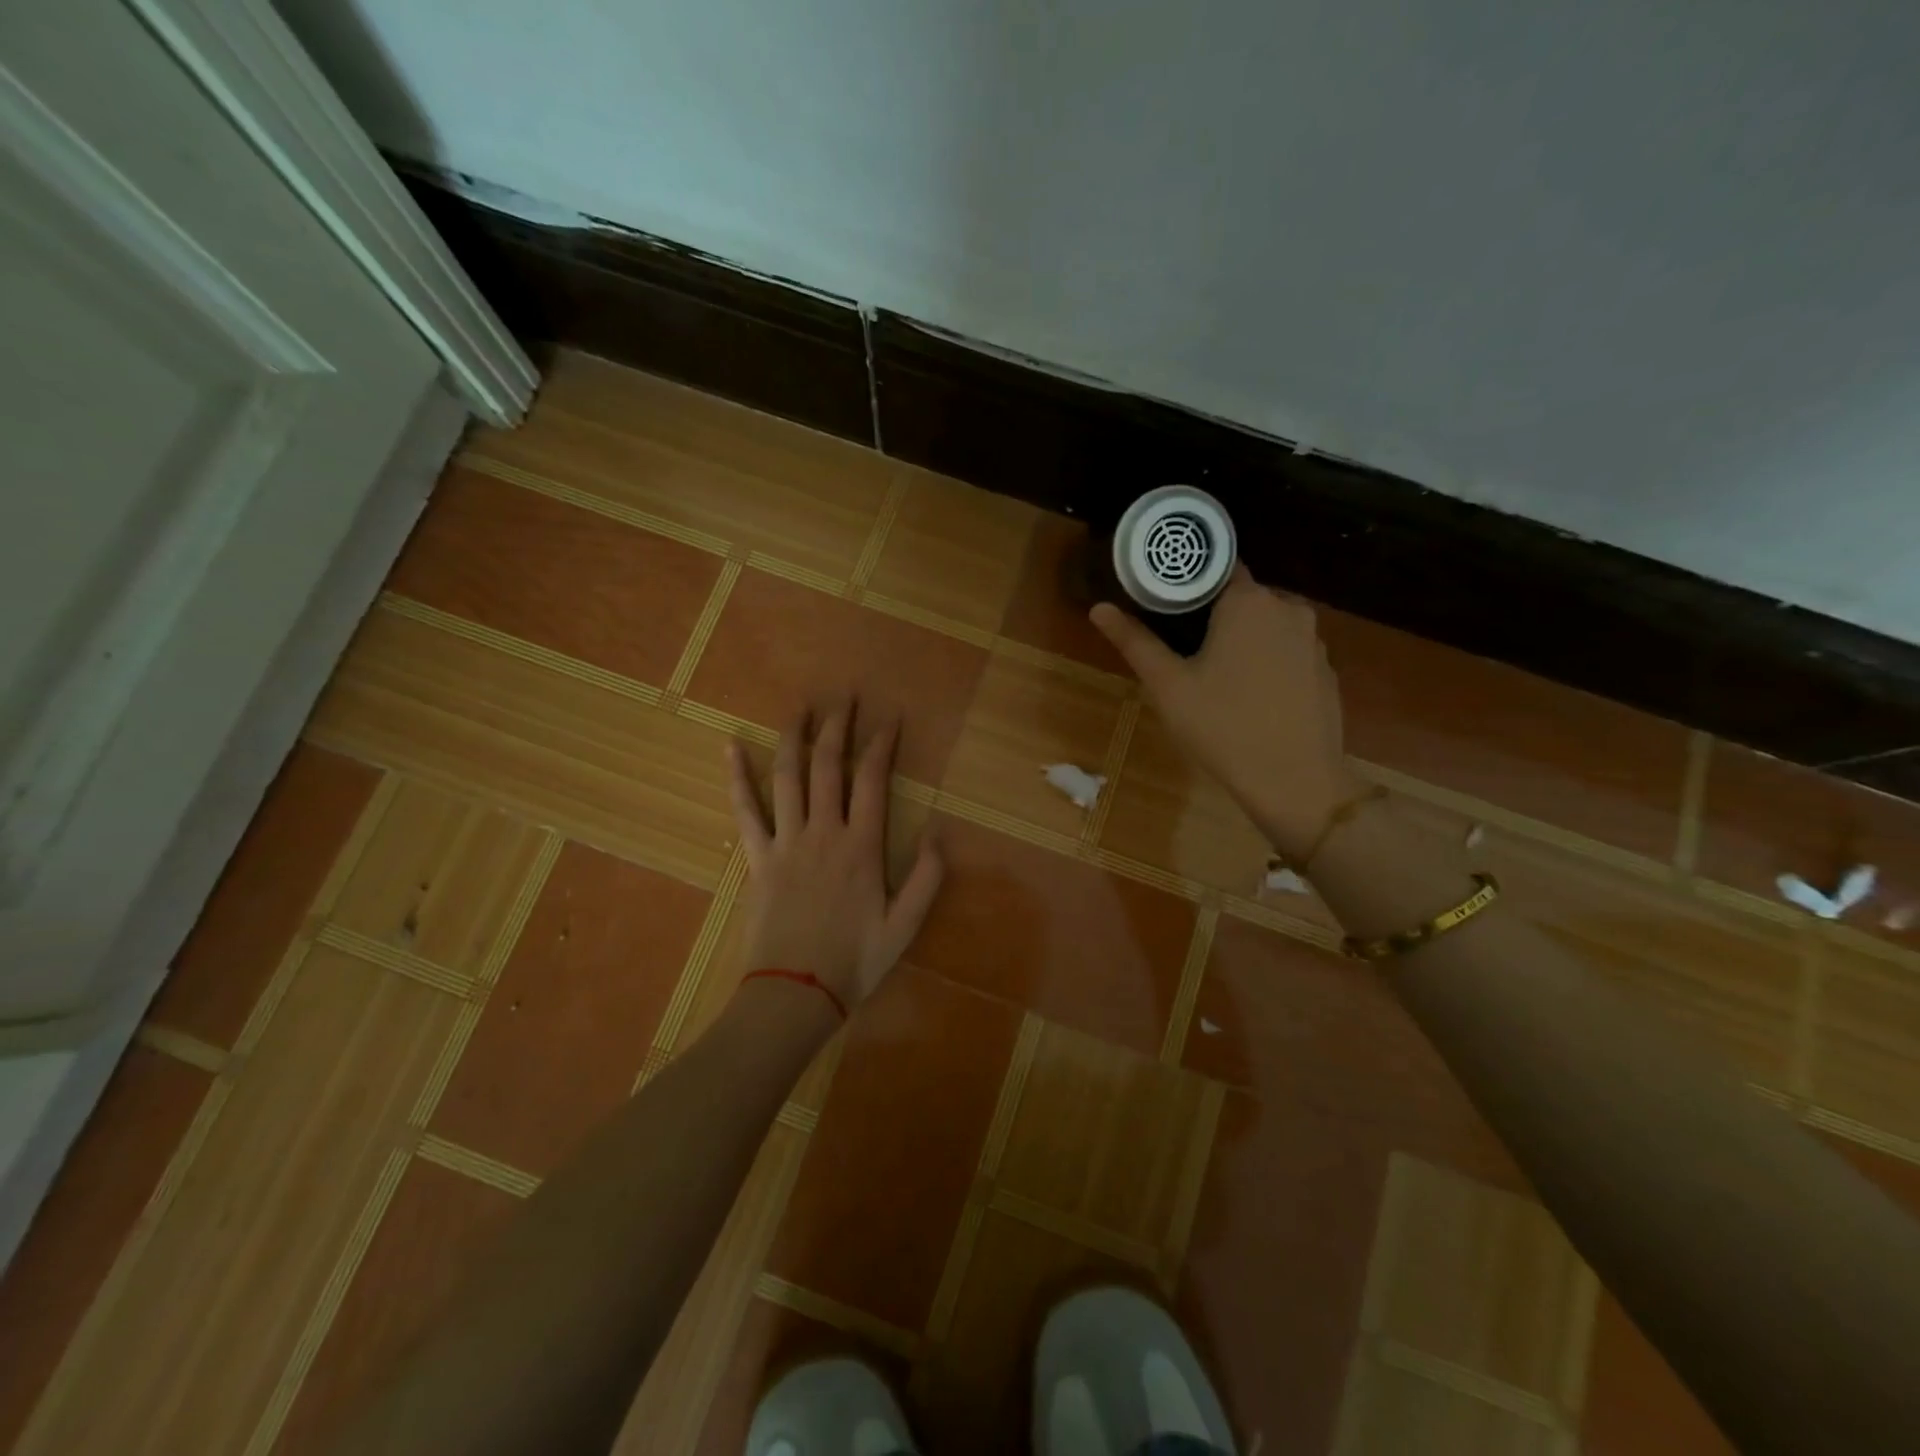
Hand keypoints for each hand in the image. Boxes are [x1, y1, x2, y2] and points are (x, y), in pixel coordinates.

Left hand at [727, 701, 944, 1015]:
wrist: (794, 993)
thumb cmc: (854, 961)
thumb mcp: (906, 925)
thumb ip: (928, 877)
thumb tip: (939, 832)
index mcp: (861, 846)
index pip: (873, 780)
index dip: (882, 745)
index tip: (890, 719)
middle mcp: (823, 832)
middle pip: (829, 766)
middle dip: (838, 727)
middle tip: (844, 697)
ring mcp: (785, 841)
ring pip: (788, 777)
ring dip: (794, 737)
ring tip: (800, 707)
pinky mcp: (757, 857)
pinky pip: (744, 810)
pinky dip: (737, 777)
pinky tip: (731, 747)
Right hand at [1090, 567, 1362, 856]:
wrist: (1295, 780)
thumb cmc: (1223, 726)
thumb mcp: (1169, 685)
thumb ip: (1135, 642)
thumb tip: (1099, 608)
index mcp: (1248, 602)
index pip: (1216, 567)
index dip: (1189, 581)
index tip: (1166, 602)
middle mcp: (1288, 608)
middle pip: (1243, 595)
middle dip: (1215, 613)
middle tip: (1183, 644)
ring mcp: (1314, 640)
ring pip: (1268, 624)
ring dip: (1244, 637)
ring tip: (1215, 671)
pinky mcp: (1326, 670)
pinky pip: (1289, 651)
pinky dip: (1269, 660)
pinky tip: (1251, 694)